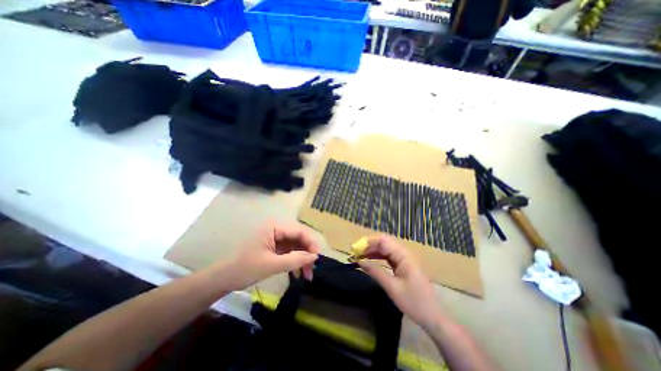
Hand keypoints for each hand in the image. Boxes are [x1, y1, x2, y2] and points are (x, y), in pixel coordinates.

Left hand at [226, 222, 321, 290]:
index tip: (318, 258)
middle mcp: (277, 229)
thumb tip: (314, 257)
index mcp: (275, 226)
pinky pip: (290, 251)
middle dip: (307, 253)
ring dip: (302, 259)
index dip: (311, 243)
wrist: (224, 279)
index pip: (299, 231)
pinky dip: (295, 261)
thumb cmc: (245, 269)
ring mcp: (276, 237)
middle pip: (299, 238)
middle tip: (313, 270)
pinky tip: (298, 273)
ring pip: (296, 245)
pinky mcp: (275, 246)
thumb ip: (295, 260)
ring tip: (307, 275)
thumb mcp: (271, 265)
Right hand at [356, 237, 442, 328]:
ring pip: (385, 249)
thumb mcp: (392, 287)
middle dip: (368, 245)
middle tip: (355, 252)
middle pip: (383, 242)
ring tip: (359, 256)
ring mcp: (404, 259)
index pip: (383, 241)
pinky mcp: (403, 265)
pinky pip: (388, 256)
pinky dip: (378, 257)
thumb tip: (359, 261)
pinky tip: (369, 261)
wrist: (433, 317)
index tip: (354, 248)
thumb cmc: (414, 302)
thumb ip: (375, 271)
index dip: (368, 242)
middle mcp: (404, 253)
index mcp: (403, 255)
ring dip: (372, 251)